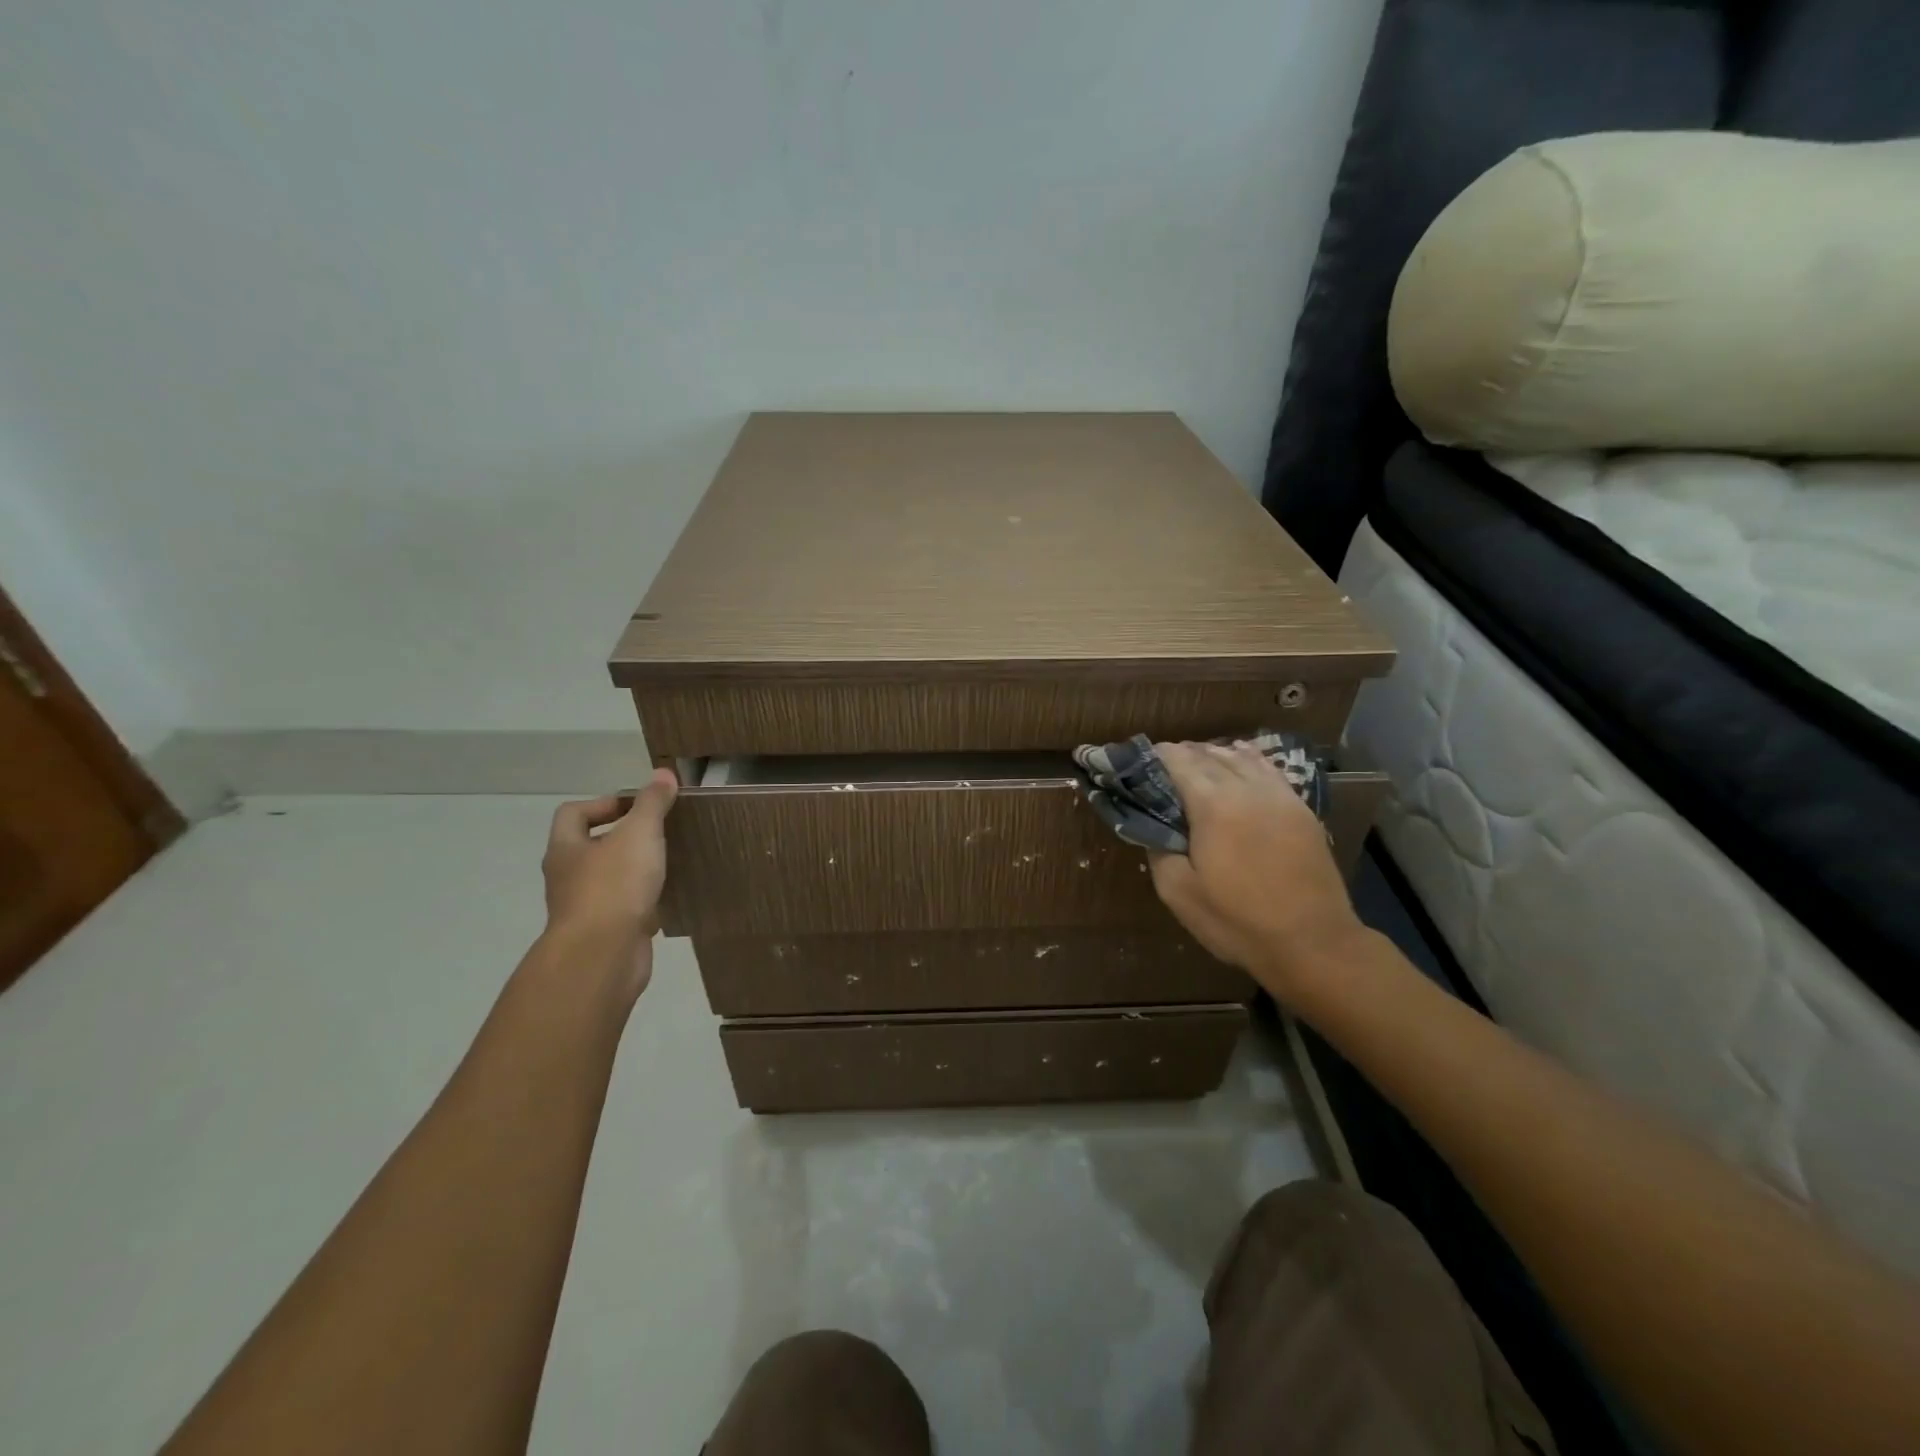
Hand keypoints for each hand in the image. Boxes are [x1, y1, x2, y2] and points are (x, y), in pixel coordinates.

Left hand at [540, 769, 677, 998]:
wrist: (602, 957)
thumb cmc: (614, 886)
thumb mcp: (639, 834)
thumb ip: (652, 804)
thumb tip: (663, 774)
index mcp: (566, 849)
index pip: (573, 813)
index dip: (604, 804)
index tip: (640, 808)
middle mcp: (568, 877)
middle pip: (590, 847)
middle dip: (623, 837)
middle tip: (659, 833)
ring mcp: (584, 909)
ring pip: (609, 880)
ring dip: (635, 871)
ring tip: (669, 863)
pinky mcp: (605, 934)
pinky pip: (625, 909)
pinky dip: (644, 902)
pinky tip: (669, 898)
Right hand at [1147, 742, 1364, 997]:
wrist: (1313, 943)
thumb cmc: (1239, 921)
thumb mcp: (1179, 893)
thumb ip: (1158, 850)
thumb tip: (1152, 826)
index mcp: (1213, 805)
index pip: (1179, 762)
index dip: (1157, 756)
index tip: (1139, 760)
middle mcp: (1247, 788)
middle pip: (1209, 755)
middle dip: (1182, 753)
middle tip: (1162, 765)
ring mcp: (1279, 796)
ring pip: (1240, 757)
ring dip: (1214, 754)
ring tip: (1196, 760)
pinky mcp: (1301, 809)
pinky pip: (1268, 770)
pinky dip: (1247, 759)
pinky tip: (1240, 761)